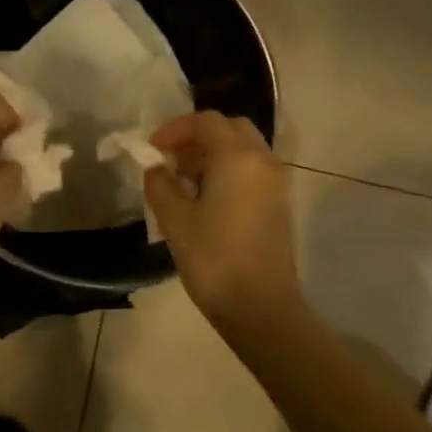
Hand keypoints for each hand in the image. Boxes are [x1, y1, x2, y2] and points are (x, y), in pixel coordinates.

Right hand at [145, 111, 300, 329]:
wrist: (262, 309)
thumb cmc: (214, 259)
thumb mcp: (174, 219)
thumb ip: (160, 183)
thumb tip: (156, 167)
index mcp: (238, 157)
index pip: (205, 122)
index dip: (174, 129)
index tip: (152, 149)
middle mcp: (262, 161)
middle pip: (229, 129)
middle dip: (196, 137)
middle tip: (170, 158)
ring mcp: (276, 183)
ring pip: (243, 149)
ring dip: (212, 153)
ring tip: (183, 180)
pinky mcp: (279, 204)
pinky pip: (251, 169)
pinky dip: (228, 169)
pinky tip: (205, 198)